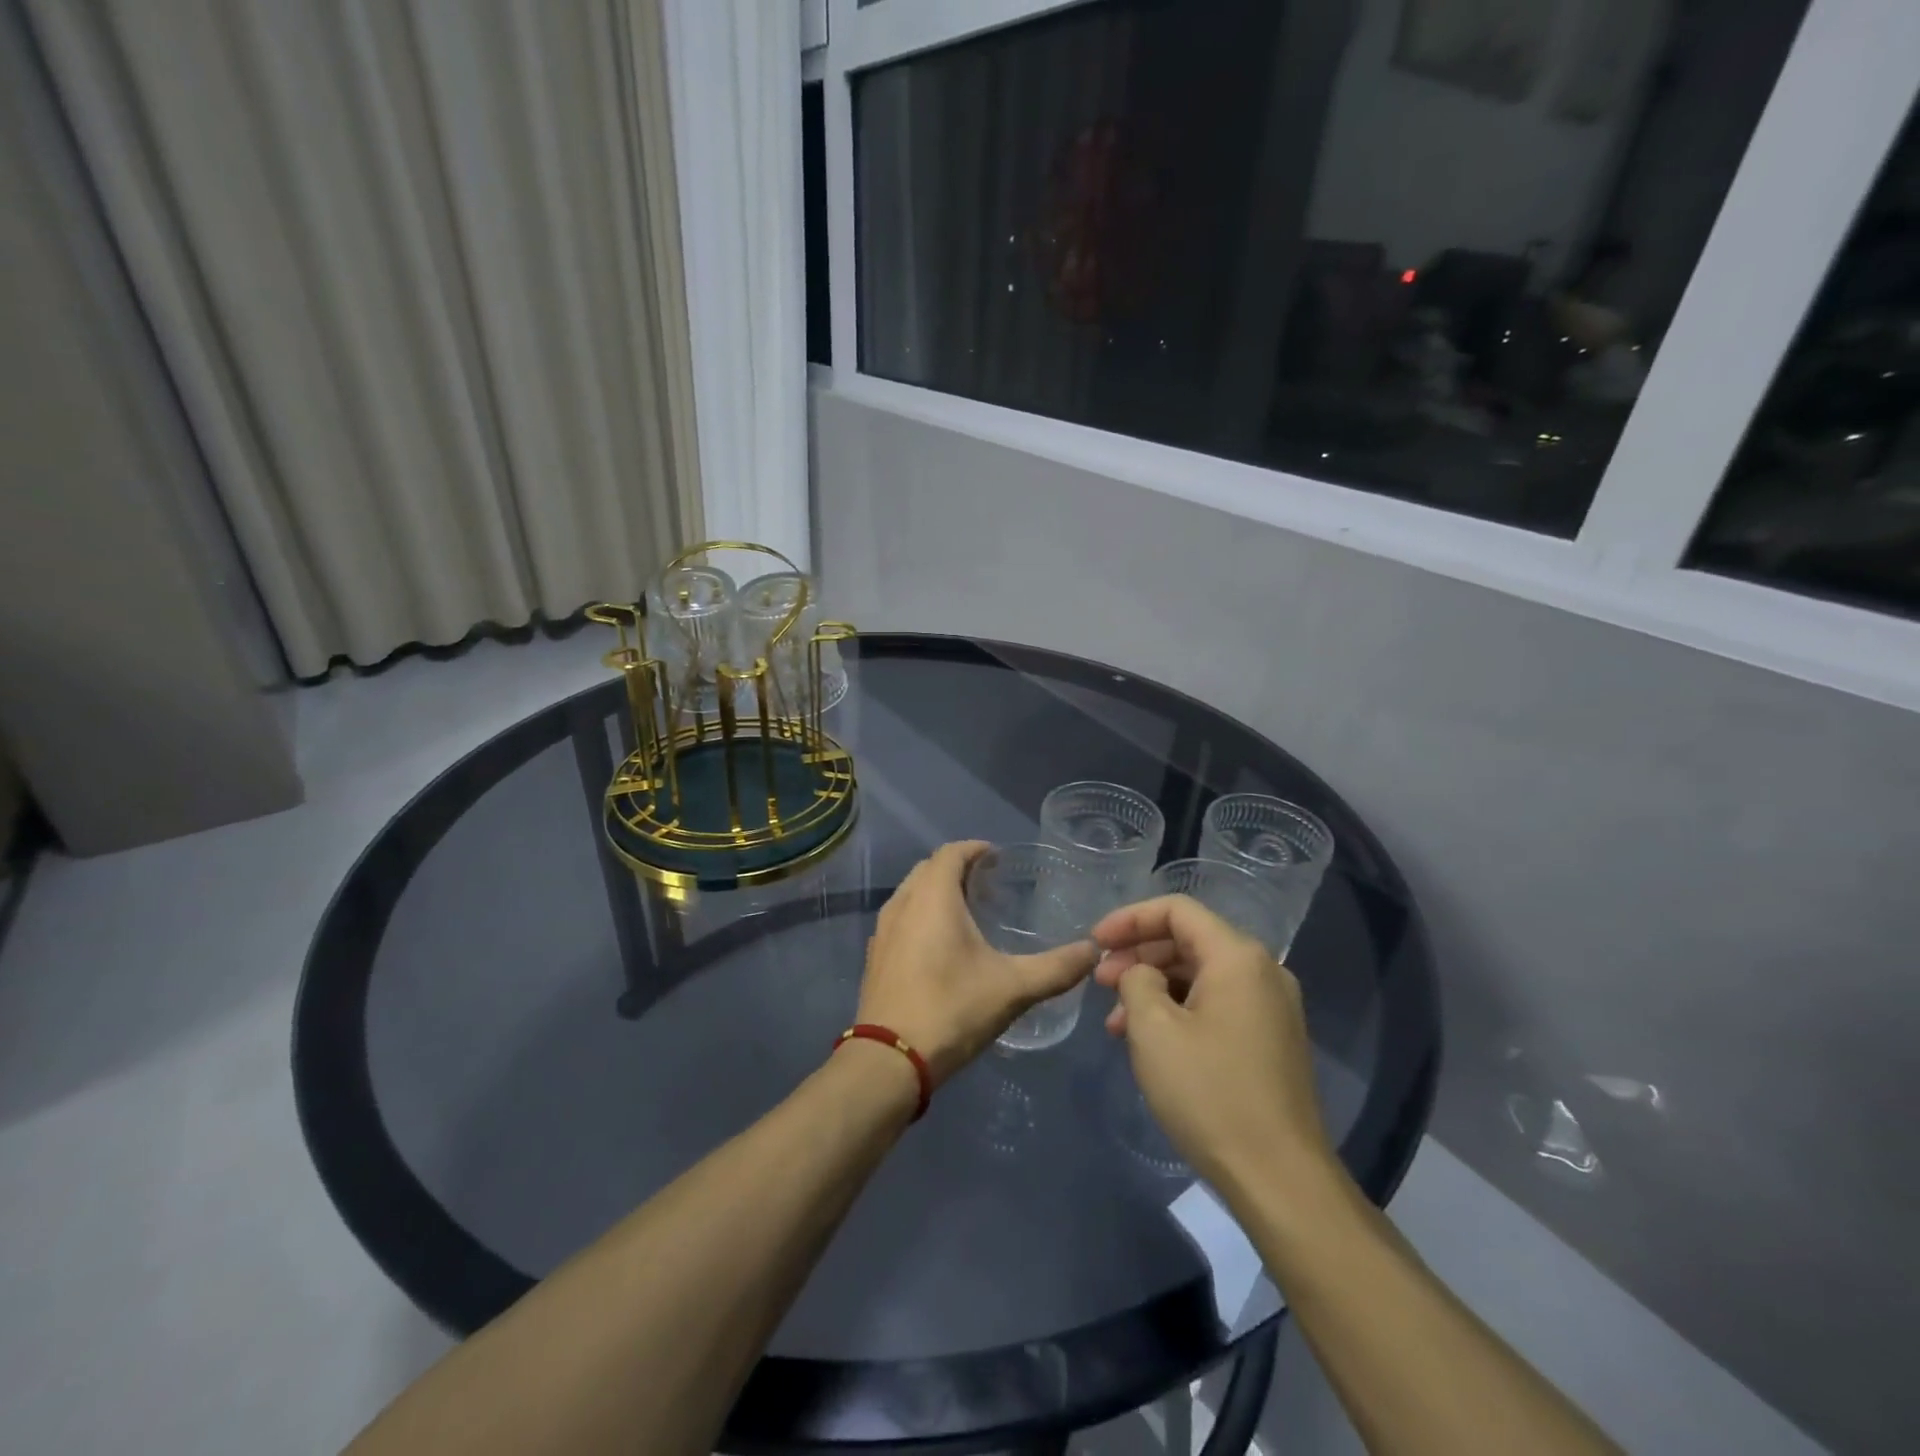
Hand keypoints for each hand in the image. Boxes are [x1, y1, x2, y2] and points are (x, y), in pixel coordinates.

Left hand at [858, 842, 1098, 1084]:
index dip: (975, 849)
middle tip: (988, 883)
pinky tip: (940, 945)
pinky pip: (900, 918)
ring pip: (911, 893)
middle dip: (956, 868)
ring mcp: (884, 930)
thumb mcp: (1013, 988)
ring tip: (967, 911)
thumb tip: (1093, 951)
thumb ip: (1056, 968)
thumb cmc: (952, 1009)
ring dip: (936, 892)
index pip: (951, 852)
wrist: (889, 1060)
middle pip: (928, 869)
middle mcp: (902, 903)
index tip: (998, 857)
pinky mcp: (875, 957)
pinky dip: (920, 916)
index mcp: (933, 897)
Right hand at [1094, 894, 1333, 1191]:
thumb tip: (1142, 974)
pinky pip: (1217, 1005)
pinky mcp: (1271, 1040)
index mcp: (1238, 957)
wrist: (1280, 1179)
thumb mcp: (1153, 1030)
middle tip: (1099, 983)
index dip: (1129, 919)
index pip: (1176, 910)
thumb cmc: (1210, 1094)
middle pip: (1189, 940)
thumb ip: (1136, 981)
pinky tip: (1150, 1042)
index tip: (1094, 943)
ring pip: (1200, 976)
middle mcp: (1262, 971)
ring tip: (1116, 1023)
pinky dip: (1179, 1011)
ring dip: (1154, 988)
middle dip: (1138, 955)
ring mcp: (1272, 1007)